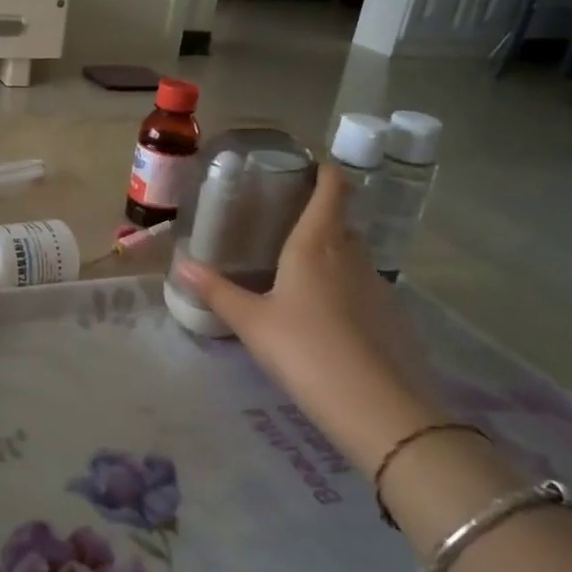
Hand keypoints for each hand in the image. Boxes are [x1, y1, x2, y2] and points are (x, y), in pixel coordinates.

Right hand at [174, 164, 440, 469]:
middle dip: (320, 215)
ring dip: (332, 252)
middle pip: (341, 220)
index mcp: (316, 244)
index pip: (332, 189)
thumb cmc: (303, 349)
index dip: (326, 171)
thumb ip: (217, 291)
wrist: (374, 405)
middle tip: (286, 224)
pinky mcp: (391, 314)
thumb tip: (180, 265)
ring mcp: (376, 284)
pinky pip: (363, 285)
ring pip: (352, 254)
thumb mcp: (251, 322)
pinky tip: (326, 314)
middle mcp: (350, 254)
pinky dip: (345, 285)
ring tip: (301, 270)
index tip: (309, 166)